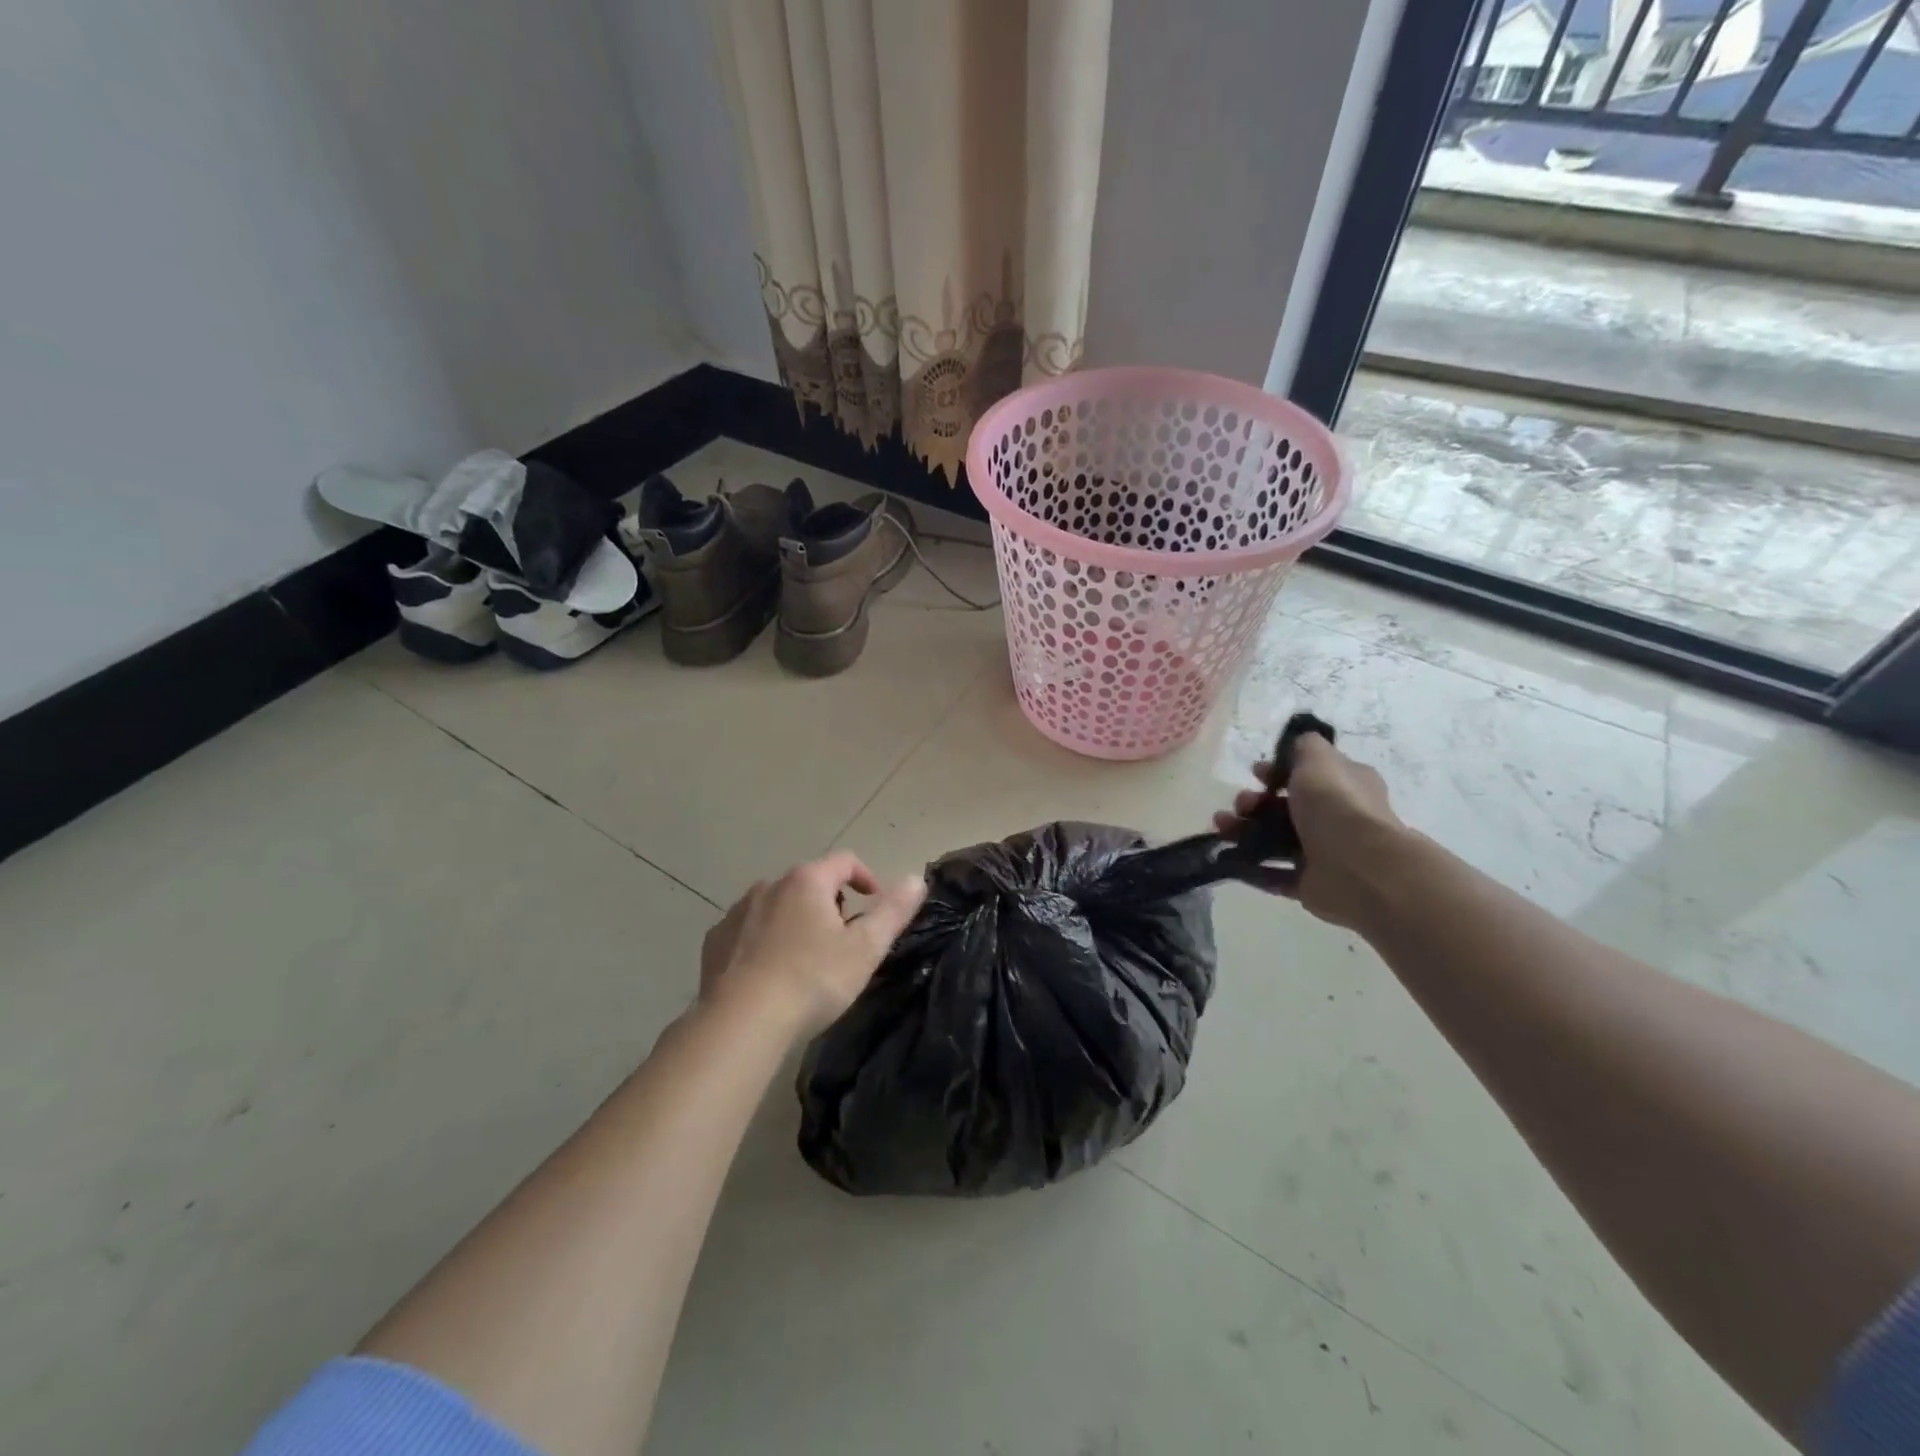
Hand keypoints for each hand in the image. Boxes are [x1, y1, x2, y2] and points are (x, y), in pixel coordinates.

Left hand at [699, 852, 926, 1037]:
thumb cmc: (812, 980)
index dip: (865, 877)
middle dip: (830, 903)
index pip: (845, 861)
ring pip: (777, 905)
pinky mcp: (715, 941)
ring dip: (795, 920)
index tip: (874, 903)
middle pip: (810, 882)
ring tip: (806, 959)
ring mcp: (737, 912)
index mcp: (807, 881)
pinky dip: (764, 940)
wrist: (741, 1022)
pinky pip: (748, 930)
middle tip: (842, 940)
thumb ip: (893, 911)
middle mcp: (769, 885)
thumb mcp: (865, 949)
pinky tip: (769, 973)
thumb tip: (916, 879)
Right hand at [1212, 730, 1406, 928]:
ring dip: (1244, 832)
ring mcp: (1323, 853)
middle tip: (1239, 804)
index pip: (1308, 774)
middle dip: (1254, 803)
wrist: (1360, 867)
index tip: (1255, 773)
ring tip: (1222, 830)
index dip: (1278, 772)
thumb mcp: (1318, 759)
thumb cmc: (1337, 805)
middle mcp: (1336, 818)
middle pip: (1285, 808)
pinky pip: (1272, 875)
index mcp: (1345, 786)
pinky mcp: (1309, 884)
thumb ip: (1304, 747)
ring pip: (1274, 840)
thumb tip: (1297, 745)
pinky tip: (1228, 859)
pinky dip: (1250, 868)